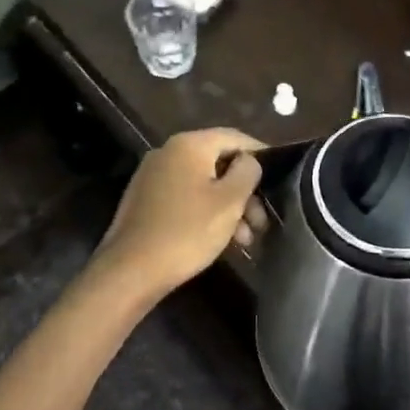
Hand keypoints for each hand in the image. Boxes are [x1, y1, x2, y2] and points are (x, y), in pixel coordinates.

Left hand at [96, 129, 269, 297]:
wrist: (129, 272)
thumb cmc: (187, 232)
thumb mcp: (229, 201)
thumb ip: (247, 172)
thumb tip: (249, 160)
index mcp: (189, 144)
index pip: (235, 137)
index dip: (260, 154)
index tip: (280, 177)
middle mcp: (168, 152)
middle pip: (219, 162)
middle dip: (244, 190)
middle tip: (261, 221)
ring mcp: (153, 176)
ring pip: (203, 183)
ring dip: (228, 206)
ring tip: (245, 239)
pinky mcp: (145, 200)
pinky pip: (185, 197)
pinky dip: (206, 212)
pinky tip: (220, 239)